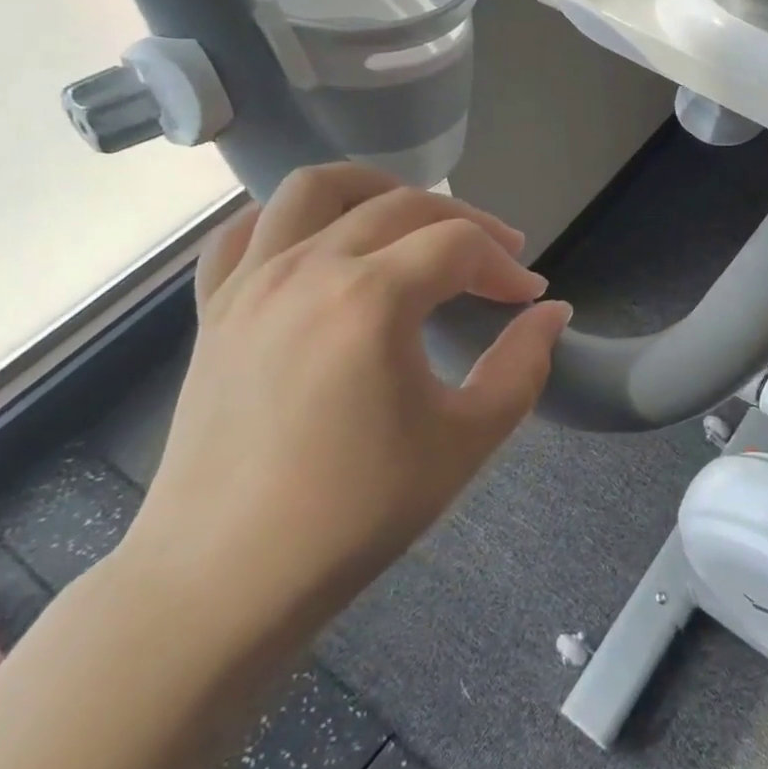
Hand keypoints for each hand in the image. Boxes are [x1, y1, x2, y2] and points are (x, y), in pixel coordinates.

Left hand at [118, 164, 571, 646]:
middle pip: (403, 204)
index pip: (459, 246)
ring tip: (411, 219)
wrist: (224, 580)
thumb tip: (552, 313)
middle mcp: (308, 268)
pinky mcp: (215, 309)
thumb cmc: (355, 512)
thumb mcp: (466, 440)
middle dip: (464, 222)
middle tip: (497, 260)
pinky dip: (290, 218)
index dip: (505, 265)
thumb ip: (523, 365)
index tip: (528, 298)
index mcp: (371, 297)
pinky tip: (319, 240)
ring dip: (376, 189)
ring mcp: (252, 282)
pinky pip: (246, 230)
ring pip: (316, 188)